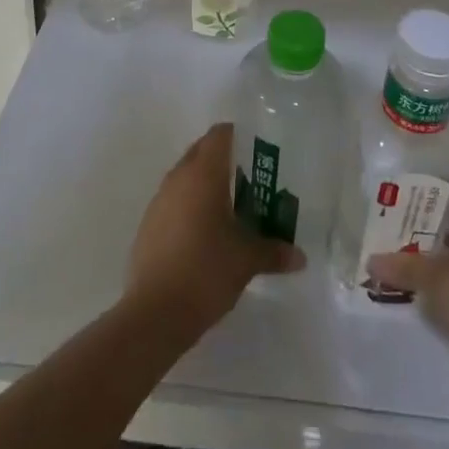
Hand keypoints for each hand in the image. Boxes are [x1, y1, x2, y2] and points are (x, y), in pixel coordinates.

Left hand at [125, 123, 302, 335]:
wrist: (154, 313)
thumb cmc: (206, 271)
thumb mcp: (246, 260)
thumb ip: (273, 251)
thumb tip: (300, 257)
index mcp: (203, 173)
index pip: (220, 134)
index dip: (239, 135)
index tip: (258, 150)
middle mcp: (178, 177)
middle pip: (202, 151)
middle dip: (224, 159)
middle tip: (250, 178)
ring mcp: (159, 200)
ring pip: (186, 176)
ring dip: (205, 184)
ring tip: (231, 207)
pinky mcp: (148, 224)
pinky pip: (174, 201)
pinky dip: (190, 206)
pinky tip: (205, 233)